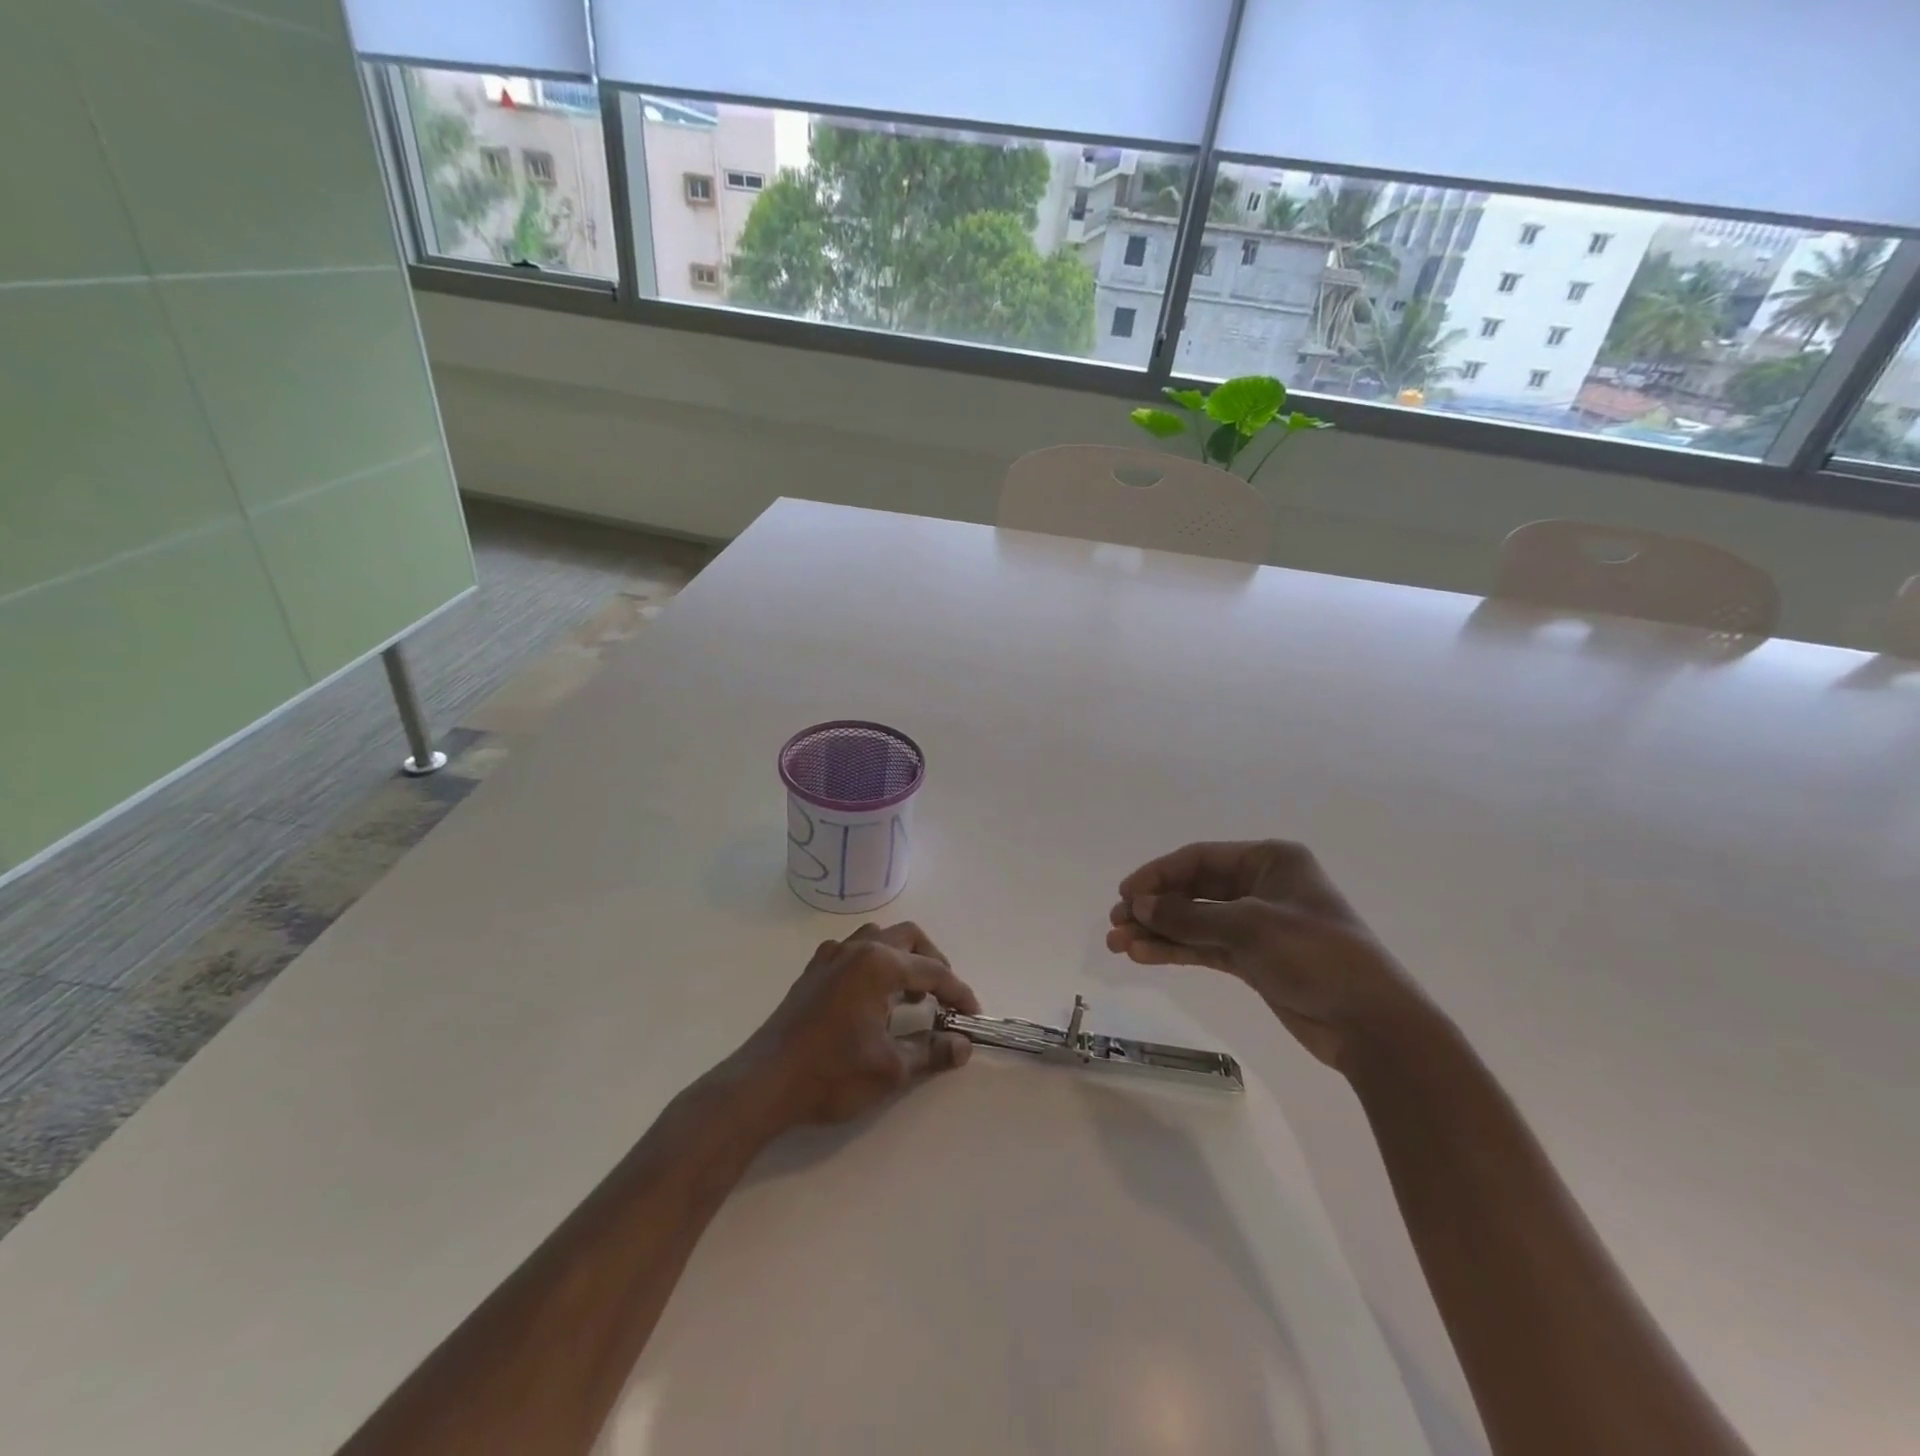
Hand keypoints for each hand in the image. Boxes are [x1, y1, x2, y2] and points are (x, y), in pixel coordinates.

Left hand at [732, 922, 980, 1130]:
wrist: (764, 1084)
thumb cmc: (832, 1074)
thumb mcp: (891, 1069)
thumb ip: (932, 1051)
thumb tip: (963, 1045)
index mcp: (879, 965)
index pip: (933, 971)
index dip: (958, 992)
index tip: (972, 1015)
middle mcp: (856, 949)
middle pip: (908, 938)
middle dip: (933, 962)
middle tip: (944, 996)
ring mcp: (830, 957)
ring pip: (878, 938)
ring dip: (901, 957)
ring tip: (910, 994)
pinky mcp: (812, 972)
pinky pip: (852, 951)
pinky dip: (873, 963)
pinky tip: (871, 997)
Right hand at [1106, 840, 1432, 1071]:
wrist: (1370, 1023)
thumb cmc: (1315, 955)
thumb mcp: (1248, 927)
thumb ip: (1189, 915)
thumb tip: (1139, 906)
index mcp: (1269, 860)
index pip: (1199, 858)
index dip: (1158, 875)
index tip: (1125, 895)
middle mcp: (1260, 886)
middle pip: (1193, 889)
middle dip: (1154, 906)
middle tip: (1115, 923)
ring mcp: (1256, 924)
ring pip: (1195, 921)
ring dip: (1158, 931)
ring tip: (1119, 944)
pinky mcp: (1254, 959)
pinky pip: (1205, 947)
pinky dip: (1176, 950)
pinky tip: (1144, 956)